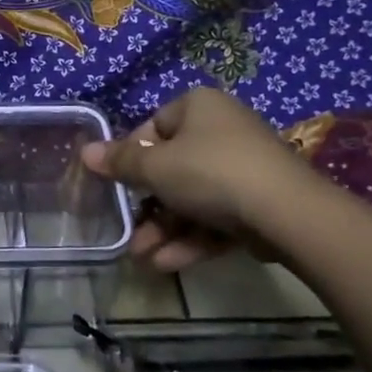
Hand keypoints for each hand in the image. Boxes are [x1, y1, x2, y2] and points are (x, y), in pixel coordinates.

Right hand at [82, 89, 318, 270]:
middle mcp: (223, 130)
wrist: (286, 212)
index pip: (154, 127)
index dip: (132, 157)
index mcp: (199, 107)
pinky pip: (216, 217)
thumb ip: (120, 162)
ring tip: (142, 257)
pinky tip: (167, 264)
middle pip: (172, 168)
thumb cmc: (210, 172)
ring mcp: (244, 168)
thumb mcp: (156, 167)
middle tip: (128, 231)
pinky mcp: (259, 203)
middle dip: (147, 206)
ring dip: (164, 229)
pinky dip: (192, 239)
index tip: (119, 184)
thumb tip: (85, 152)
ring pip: (193, 199)